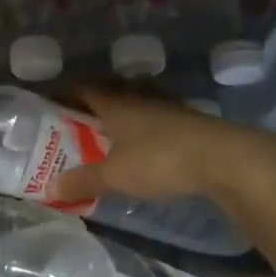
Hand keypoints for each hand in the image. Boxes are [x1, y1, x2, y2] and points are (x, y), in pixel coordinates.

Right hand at [48, 88, 275, 215]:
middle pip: (111, 92)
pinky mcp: (191, 121)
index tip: (52, 104)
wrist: (226, 159)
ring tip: (113, 133)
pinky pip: (159, 117)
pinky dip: (148, 127)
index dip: (67, 93)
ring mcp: (169, 107)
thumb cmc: (160, 160)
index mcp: (116, 104)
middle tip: (79, 121)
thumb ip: (84, 181)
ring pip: (138, 102)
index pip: (84, 88)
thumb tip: (49, 188)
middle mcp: (140, 97)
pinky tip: (148, 144)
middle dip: (94, 104)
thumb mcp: (115, 176)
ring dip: (124, 113)